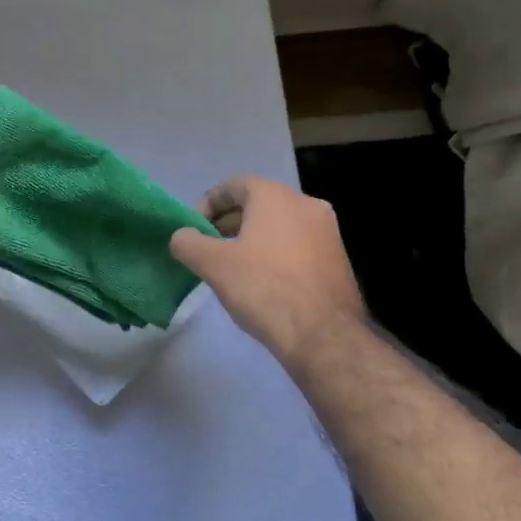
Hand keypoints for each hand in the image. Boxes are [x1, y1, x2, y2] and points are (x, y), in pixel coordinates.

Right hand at [168, 175, 367, 368]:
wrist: (323, 335)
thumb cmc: (264, 287)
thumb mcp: (213, 264)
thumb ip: (188, 243)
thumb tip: (182, 236)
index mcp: (275, 196)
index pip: (233, 186)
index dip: (208, 204)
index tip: (194, 229)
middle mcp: (305, 203)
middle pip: (258, 203)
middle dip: (229, 222)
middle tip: (209, 247)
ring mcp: (327, 231)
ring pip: (280, 225)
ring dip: (253, 238)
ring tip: (233, 265)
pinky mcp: (339, 258)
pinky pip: (298, 244)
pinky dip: (276, 252)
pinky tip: (264, 281)